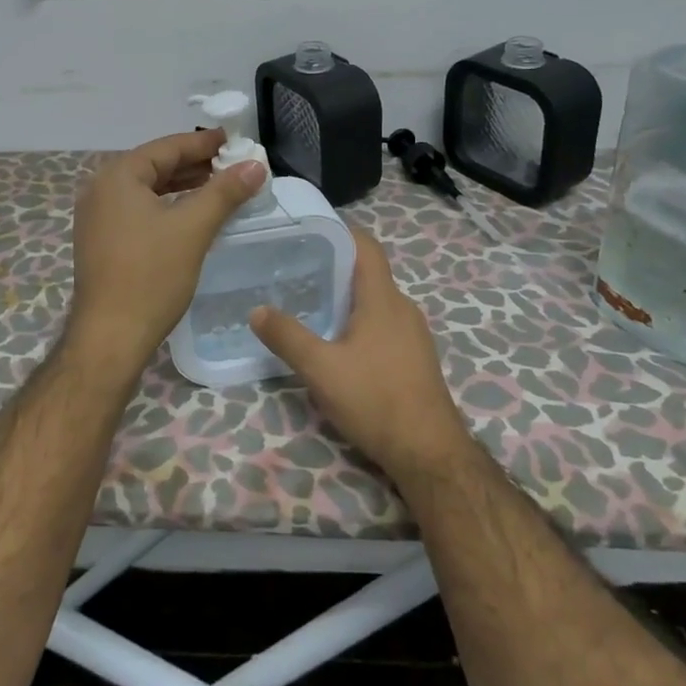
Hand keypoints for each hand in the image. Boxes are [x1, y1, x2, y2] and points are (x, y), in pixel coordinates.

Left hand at [68, 129, 266, 373]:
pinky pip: (138, 210)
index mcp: (117, 176)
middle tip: (233, 165)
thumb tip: (255, 165)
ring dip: (182, 187)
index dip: (204, 142)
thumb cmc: (150, 276)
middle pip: (155, 166)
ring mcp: (97, 217)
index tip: (235, 140)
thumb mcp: (193, 228)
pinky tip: (191, 216)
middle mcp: (101, 189)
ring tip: (219, 187)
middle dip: (195, 165)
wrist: (109, 337)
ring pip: (147, 190)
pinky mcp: (101, 241)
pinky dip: (166, 207)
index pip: (167, 147)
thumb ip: (225, 192)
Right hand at [250, 230, 471, 478]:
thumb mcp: (321, 369)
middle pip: (368, 273)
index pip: (365, 245)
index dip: (338, 232)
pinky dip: (359, 322)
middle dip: (333, 268)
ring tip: (309, 306)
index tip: (305, 233)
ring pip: (375, 301)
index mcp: (383, 298)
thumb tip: (257, 310)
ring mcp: (413, 333)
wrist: (429, 453)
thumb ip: (287, 336)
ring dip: (345, 299)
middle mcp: (402, 307)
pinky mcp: (415, 357)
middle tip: (294, 272)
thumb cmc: (375, 400)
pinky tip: (337, 344)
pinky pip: (383, 324)